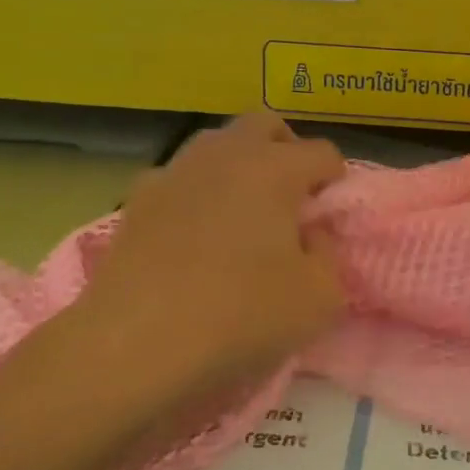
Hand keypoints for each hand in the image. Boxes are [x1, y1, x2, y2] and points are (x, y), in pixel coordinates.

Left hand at [55, 113, 346, 420]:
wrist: (134, 344)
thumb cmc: (240, 316)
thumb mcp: (319, 298)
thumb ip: (328, 255)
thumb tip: (309, 234)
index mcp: (275, 168)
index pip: (322, 153)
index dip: (336, 183)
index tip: (329, 220)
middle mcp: (225, 154)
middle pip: (266, 125)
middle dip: (287, 151)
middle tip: (291, 200)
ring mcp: (175, 171)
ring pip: (217, 145)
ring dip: (239, 167)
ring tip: (242, 217)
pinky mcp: (137, 199)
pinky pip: (179, 179)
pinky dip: (195, 195)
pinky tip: (192, 236)